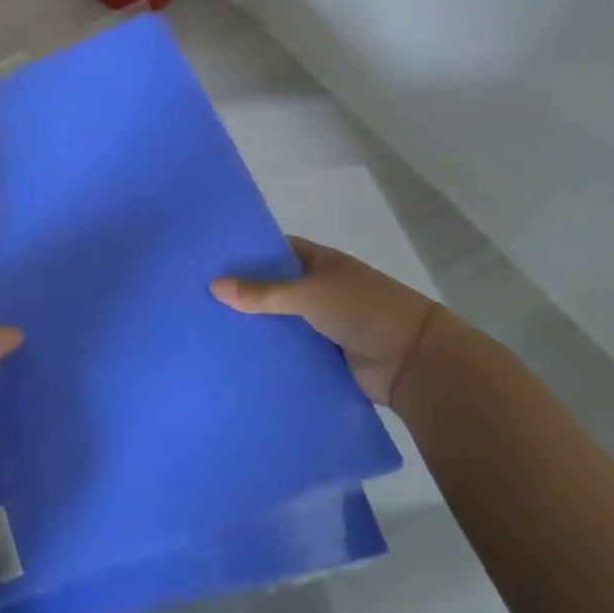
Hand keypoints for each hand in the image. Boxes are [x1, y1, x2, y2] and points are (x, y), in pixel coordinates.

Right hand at [212, 237, 443, 406]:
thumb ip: (262, 292)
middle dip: (242, 291)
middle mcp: (318, 288)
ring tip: (207, 326)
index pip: (274, 250)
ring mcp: (321, 321)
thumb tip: (213, 285)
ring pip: (278, 318)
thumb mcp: (309, 294)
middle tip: (198, 296)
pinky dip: (269, 350)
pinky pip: (288, 347)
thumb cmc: (364, 310)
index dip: (245, 252)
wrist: (415, 362)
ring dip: (253, 324)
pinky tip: (235, 353)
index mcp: (319, 262)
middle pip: (272, 286)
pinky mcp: (323, 352)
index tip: (208, 259)